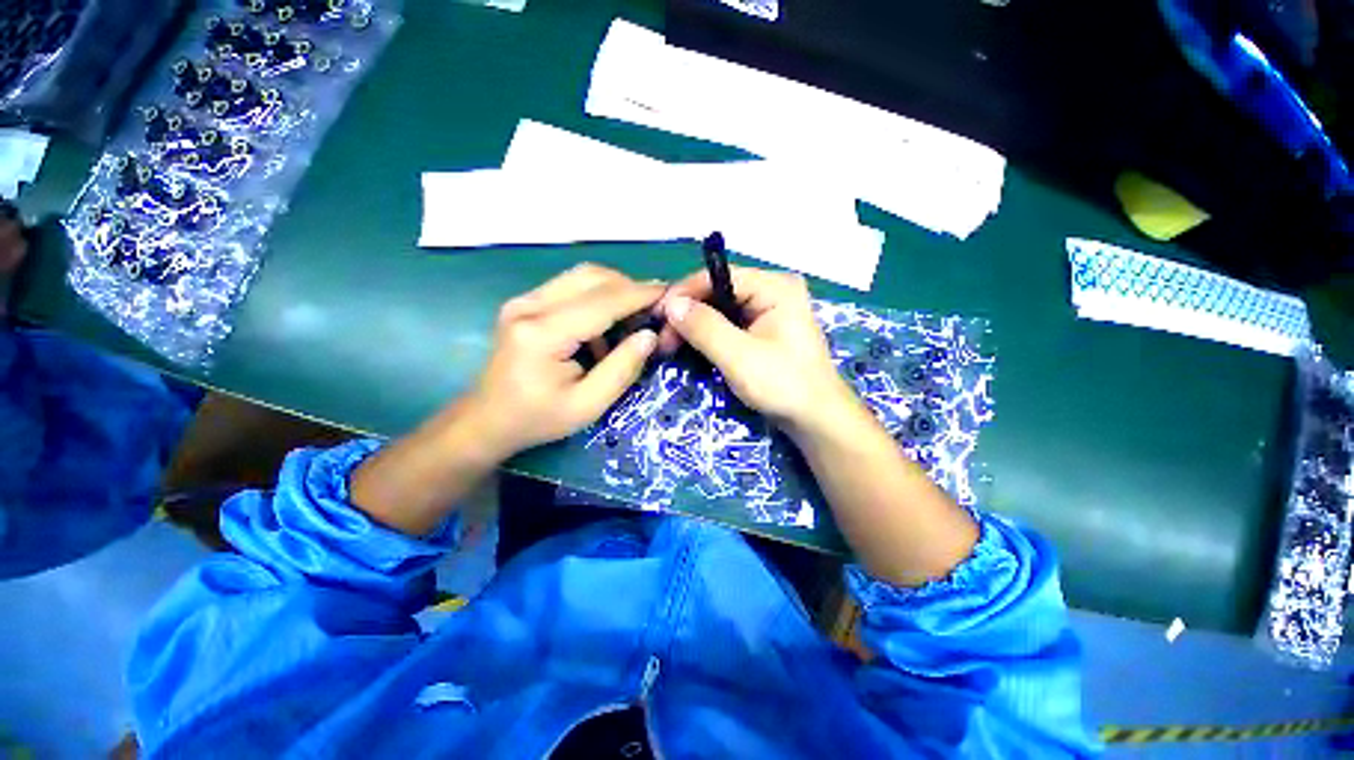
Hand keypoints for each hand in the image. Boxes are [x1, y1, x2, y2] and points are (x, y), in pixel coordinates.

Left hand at [468, 264, 663, 457]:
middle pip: (592, 277)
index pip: (603, 301)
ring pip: (582, 276)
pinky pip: (571, 287)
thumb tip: (650, 336)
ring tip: (633, 319)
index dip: (640, 295)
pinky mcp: (525, 303)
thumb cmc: (538, 419)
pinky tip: (604, 327)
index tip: (671, 295)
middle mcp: (529, 306)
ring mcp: (524, 300)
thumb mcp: (588, 405)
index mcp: (543, 334)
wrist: (488, 419)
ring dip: (614, 290)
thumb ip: (622, 369)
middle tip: (654, 311)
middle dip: (630, 288)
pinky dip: (597, 298)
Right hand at [657, 266, 859, 436]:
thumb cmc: (783, 385)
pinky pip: (729, 325)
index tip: (657, 315)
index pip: (719, 276)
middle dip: (687, 314)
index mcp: (774, 287)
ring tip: (669, 345)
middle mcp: (772, 291)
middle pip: (717, 292)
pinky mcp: (763, 331)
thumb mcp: (739, 356)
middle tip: (662, 339)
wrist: (816, 419)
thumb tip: (671, 304)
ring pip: (720, 310)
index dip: (684, 293)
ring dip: (694, 327)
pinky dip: (707, 336)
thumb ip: (705, 327)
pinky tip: (690, 347)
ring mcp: (769, 311)